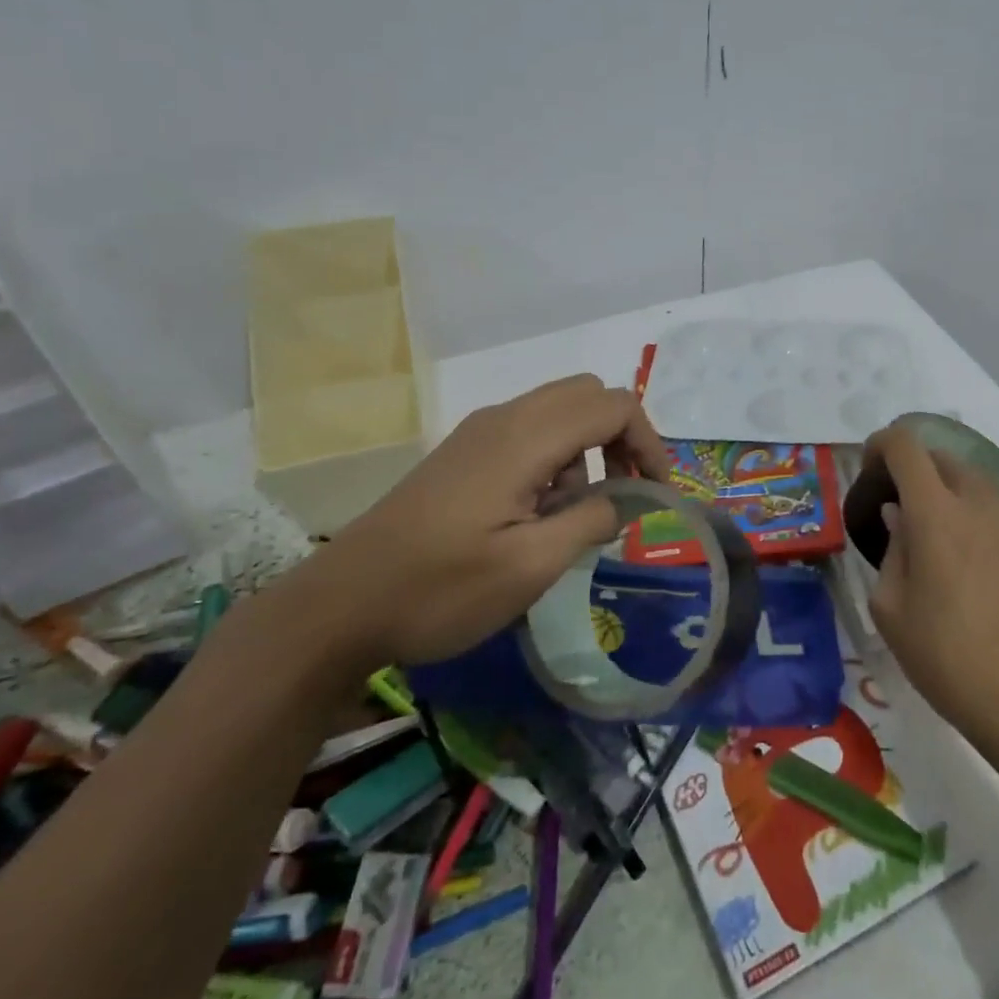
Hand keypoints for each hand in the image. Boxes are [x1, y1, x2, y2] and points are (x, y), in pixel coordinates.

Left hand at [310, 374, 667, 666]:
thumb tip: (622, 502)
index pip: (613, 406)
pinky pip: (529, 432)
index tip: (656, 494)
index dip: (649, 443)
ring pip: (559, 410)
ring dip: (588, 449)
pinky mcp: (463, 453)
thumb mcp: (529, 568)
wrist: (341, 605)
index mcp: (524, 438)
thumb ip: (589, 523)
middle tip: (626, 493)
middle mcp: (504, 418)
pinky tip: (536, 513)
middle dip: (621, 437)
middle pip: (588, 394)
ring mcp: (479, 432)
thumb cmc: (439, 589)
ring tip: (575, 515)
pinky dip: (556, 458)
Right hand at [866, 426, 998, 749]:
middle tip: (902, 506)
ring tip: (945, 525)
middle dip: (914, 469)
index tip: (871, 468)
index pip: (904, 447)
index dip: (882, 445)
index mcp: (932, 513)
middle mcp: (976, 501)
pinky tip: (986, 532)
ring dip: (951, 487)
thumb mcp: (890, 606)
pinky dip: (990, 502)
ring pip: (976, 476)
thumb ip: (892, 548)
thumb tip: (899, 514)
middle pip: (940, 458)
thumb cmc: (942, 655)